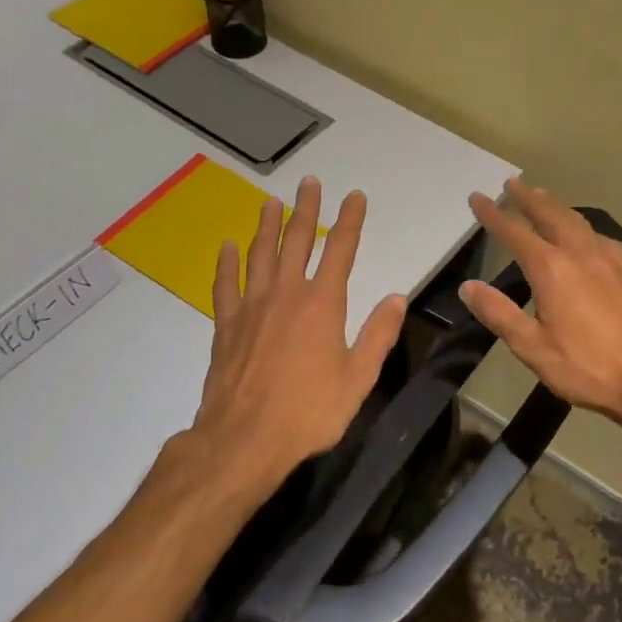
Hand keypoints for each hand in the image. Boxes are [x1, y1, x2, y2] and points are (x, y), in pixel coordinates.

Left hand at [189, 177, 406, 503]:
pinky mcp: (226, 324)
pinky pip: (225, 284)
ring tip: (271, 202)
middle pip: (297, 240)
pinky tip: (227, 246)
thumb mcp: (358, 378)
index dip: (350, 220)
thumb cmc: (310, 412)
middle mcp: (286, 293)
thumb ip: (377, 334)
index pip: (341, 250)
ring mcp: (251, 306)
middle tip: (310, 183)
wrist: (245, 439)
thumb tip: (396, 297)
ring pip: (259, 254)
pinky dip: (226, 262)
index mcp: (323, 304)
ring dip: (266, 225)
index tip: (355, 197)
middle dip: (306, 209)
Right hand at [462, 178, 621, 429]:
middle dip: (528, 199)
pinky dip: (581, 224)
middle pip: (550, 216)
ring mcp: (608, 261)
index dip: (493, 215)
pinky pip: (598, 236)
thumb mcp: (532, 346)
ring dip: (555, 206)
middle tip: (512, 183)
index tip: (477, 198)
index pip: (515, 233)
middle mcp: (580, 254)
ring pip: (577, 221)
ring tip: (542, 197)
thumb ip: (499, 313)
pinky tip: (584, 232)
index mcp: (552, 269)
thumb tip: (469, 287)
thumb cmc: (585, 366)